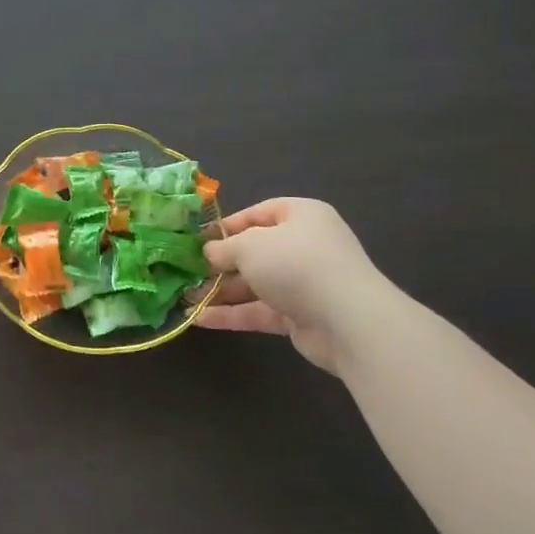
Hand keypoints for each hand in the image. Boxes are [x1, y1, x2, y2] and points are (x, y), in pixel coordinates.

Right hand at [197, 199, 385, 374]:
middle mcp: (304, 246)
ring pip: (255, 284)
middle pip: (254, 251)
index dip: (226, 226)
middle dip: (220, 263)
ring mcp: (303, 283)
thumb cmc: (296, 264)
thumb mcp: (249, 246)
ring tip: (186, 297)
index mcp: (300, 216)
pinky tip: (200, 320)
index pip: (258, 214)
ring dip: (221, 291)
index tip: (197, 240)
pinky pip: (260, 310)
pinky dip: (232, 314)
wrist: (348, 320)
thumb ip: (223, 248)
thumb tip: (207, 253)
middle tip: (187, 271)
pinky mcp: (300, 316)